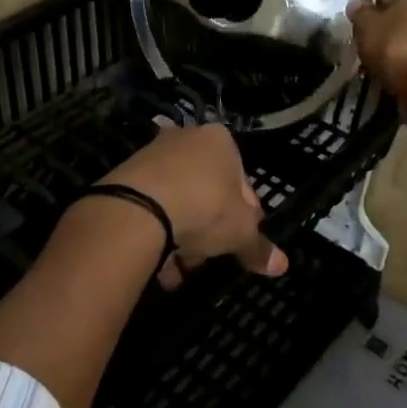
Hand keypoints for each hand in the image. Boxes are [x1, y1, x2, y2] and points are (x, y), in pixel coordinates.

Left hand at [100, 122, 286, 288]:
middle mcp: (185, 138)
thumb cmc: (204, 208)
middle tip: (209, 257)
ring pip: (177, 202)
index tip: (241, 241)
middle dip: (209, 228)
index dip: (246, 216)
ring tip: (181, 269)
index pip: (242, 180)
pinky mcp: (126, 176)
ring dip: (182, 236)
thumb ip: (258, 247)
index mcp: (220, 140)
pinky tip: (159, 264)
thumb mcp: (240, 232)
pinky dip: (157, 234)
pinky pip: (151, 208)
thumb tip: (281, 265)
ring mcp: (152, 155)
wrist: (137, 209)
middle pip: (207, 190)